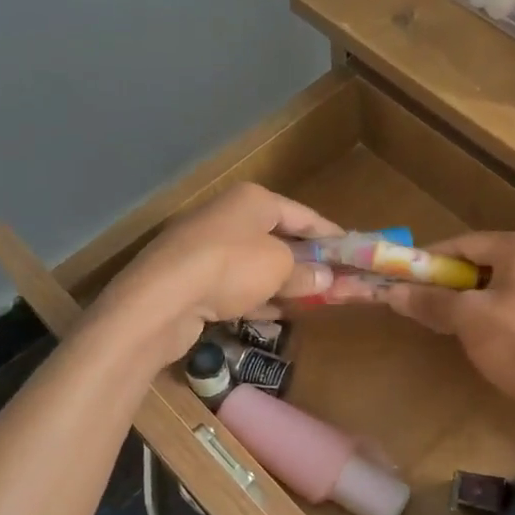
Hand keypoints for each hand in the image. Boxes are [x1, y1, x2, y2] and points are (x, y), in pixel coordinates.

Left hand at [97, 184, 340, 364]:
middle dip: (306, 262)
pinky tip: (272, 314)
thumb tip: (326, 278)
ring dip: (281, 283)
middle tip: (333, 282)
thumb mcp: (280, 268)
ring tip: (308, 302)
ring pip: (256, 263)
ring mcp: (205, 246)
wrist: (161, 298)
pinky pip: (234, 284)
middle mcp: (228, 215)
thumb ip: (306, 271)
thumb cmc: (231, 268)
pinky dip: (255, 297)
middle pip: (278, 238)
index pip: (304, 215)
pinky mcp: (190, 276)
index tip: (353, 253)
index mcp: (252, 200)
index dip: (331, 236)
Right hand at [370, 232, 514, 465]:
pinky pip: (510, 303)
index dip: (427, 261)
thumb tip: (390, 292)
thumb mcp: (467, 319)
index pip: (463, 243)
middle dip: (445, 283)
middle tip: (416, 303)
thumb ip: (429, 300)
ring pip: (493, 286)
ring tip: (439, 322)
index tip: (400, 278)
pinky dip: (486, 314)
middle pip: (478, 263)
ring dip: (463, 301)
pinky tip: (472, 336)